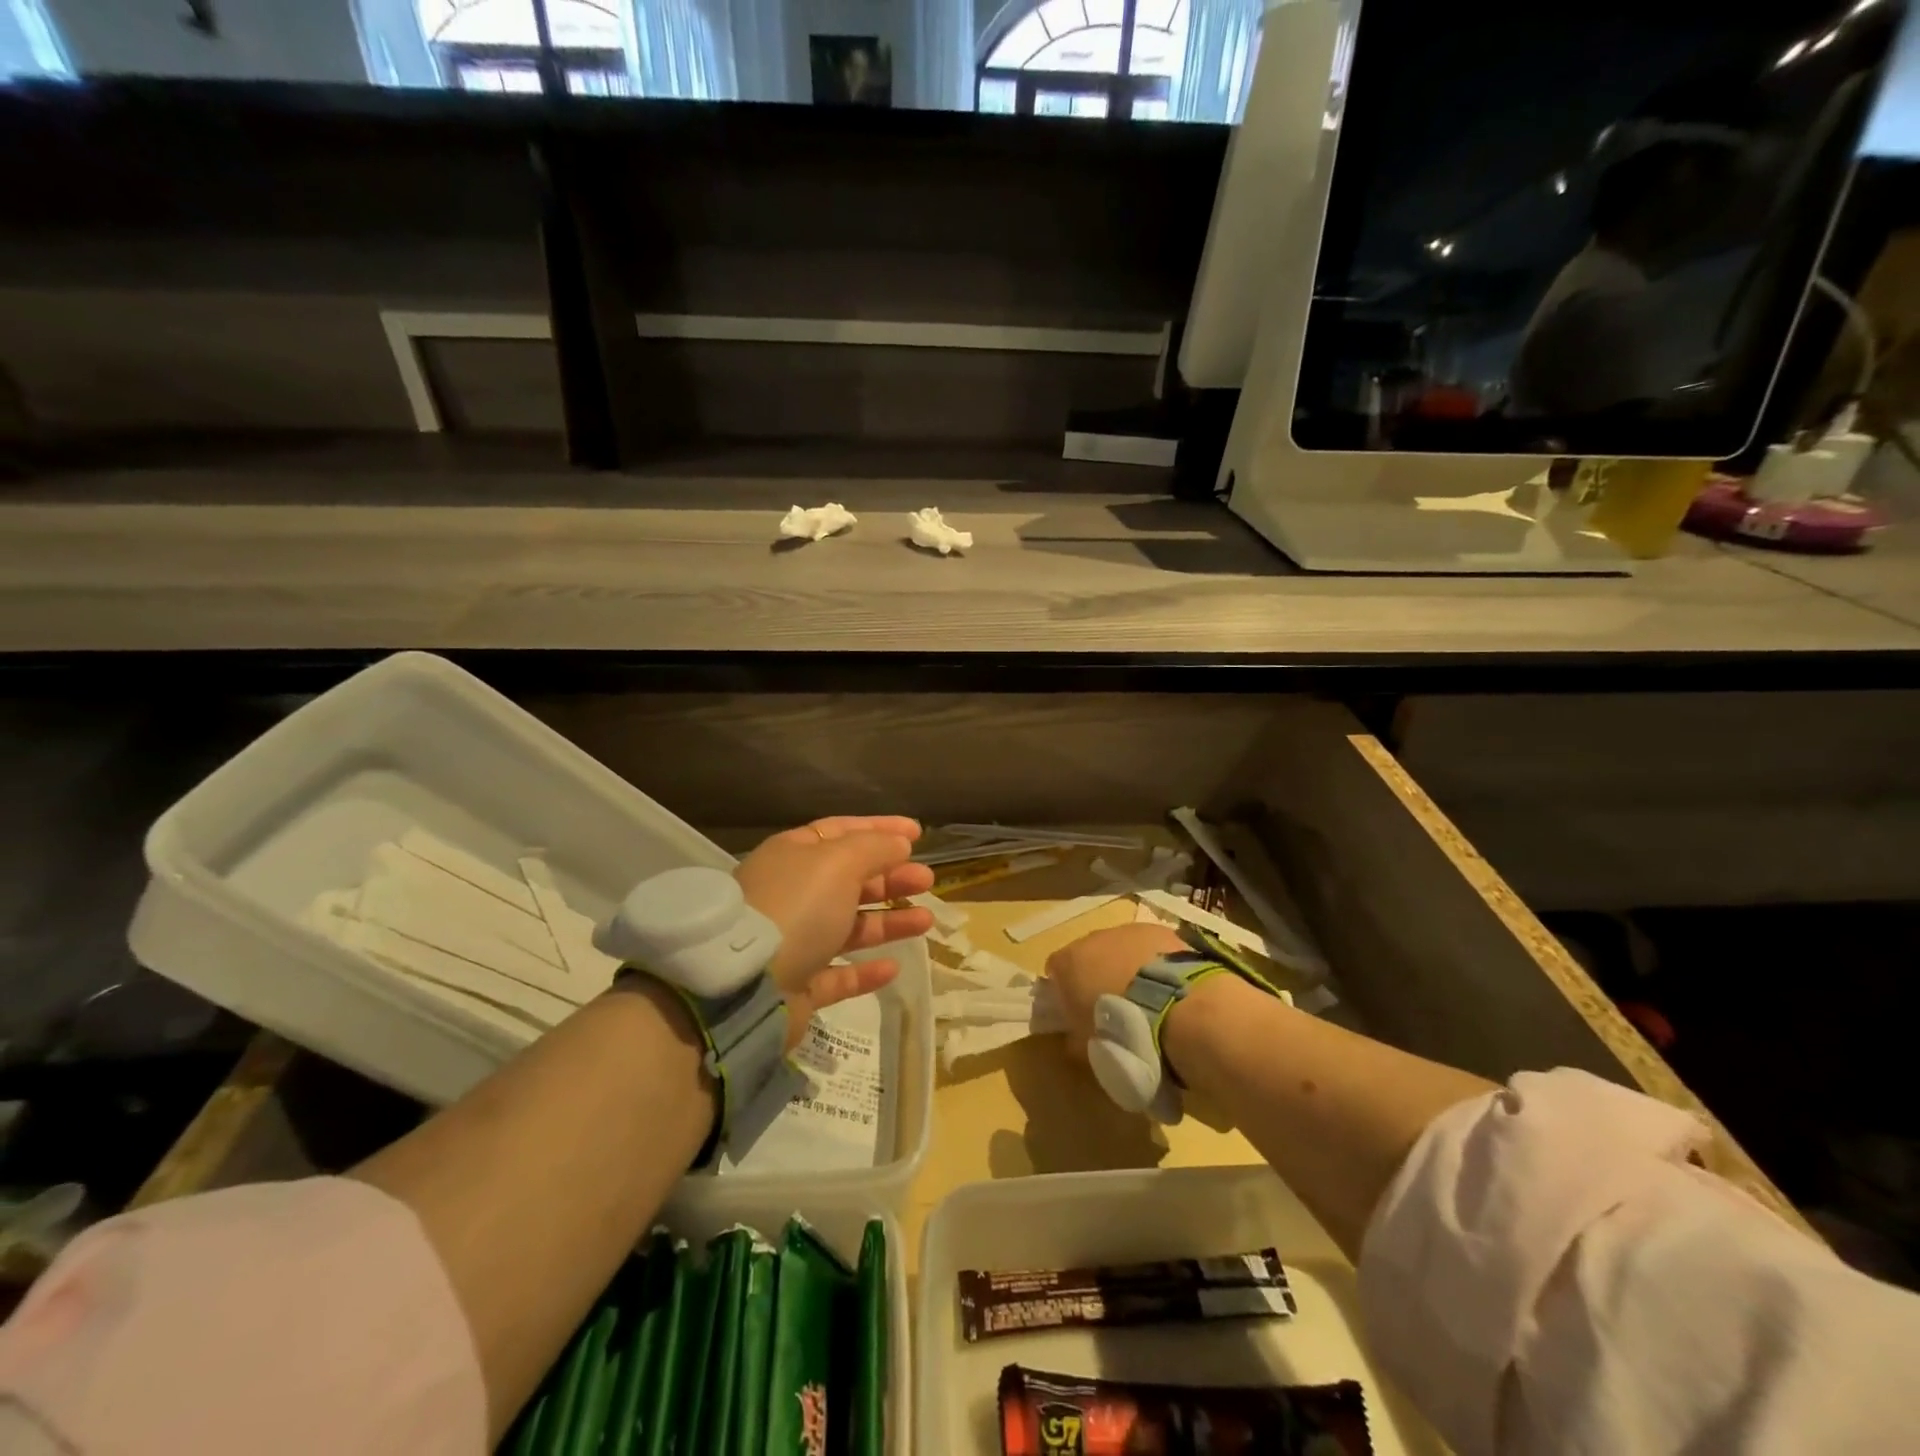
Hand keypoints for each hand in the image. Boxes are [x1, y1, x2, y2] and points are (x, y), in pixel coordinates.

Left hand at [734, 817, 934, 1042]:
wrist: (745, 986)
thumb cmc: (796, 907)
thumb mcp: (839, 862)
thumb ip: (874, 848)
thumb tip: (899, 843)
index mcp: (793, 855)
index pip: (841, 831)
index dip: (880, 828)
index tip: (918, 833)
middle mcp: (791, 894)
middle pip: (849, 879)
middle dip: (890, 876)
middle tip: (927, 880)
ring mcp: (792, 942)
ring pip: (849, 926)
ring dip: (888, 921)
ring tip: (926, 921)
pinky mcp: (797, 986)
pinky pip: (837, 974)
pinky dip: (865, 970)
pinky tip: (892, 967)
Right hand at [1045, 923, 1186, 1057]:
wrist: (1177, 1008)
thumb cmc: (1122, 1030)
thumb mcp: (1088, 1046)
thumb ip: (1074, 1037)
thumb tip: (1074, 1038)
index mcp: (1069, 962)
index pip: (1054, 969)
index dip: (1062, 989)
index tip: (1075, 1009)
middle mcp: (1094, 938)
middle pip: (1088, 953)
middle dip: (1096, 974)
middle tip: (1113, 1005)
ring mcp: (1128, 931)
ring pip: (1120, 947)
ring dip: (1127, 966)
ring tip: (1146, 997)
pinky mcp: (1160, 931)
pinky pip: (1150, 946)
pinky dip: (1154, 961)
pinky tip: (1169, 985)